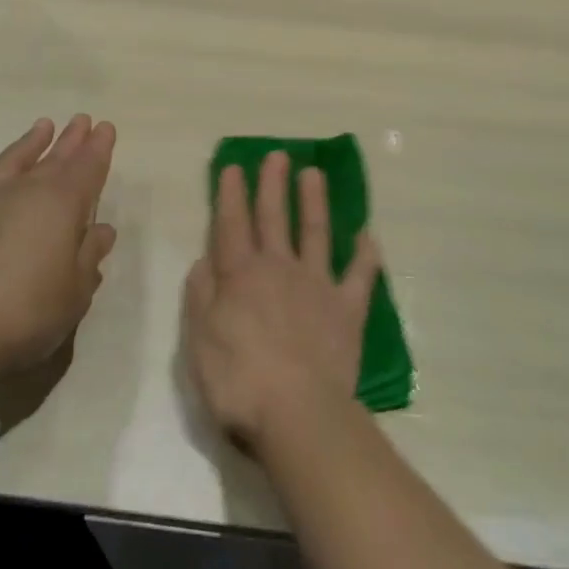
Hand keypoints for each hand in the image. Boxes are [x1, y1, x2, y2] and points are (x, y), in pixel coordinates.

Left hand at [0, 116, 117, 382]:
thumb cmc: (26, 313)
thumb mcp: (75, 292)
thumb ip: (89, 256)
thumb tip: (101, 230)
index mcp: (60, 205)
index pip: (87, 168)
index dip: (98, 148)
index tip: (105, 128)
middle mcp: (21, 192)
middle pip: (52, 160)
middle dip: (71, 140)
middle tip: (82, 121)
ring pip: (8, 161)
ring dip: (27, 144)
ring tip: (42, 127)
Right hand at [181, 152, 382, 453]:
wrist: (299, 412)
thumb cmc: (239, 381)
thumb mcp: (199, 341)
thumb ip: (200, 296)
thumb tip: (204, 261)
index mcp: (241, 276)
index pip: (232, 225)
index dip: (231, 195)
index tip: (233, 167)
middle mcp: (279, 269)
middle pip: (275, 218)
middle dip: (273, 185)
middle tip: (277, 155)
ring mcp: (317, 285)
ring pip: (316, 233)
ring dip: (315, 202)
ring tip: (314, 174)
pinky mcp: (348, 309)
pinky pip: (360, 275)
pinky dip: (366, 254)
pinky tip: (368, 235)